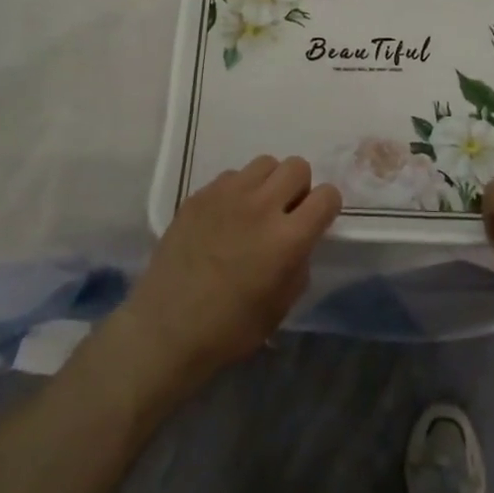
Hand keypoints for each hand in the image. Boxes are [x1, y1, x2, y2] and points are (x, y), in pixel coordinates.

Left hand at [114, 156, 340, 402]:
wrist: (166, 329)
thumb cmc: (230, 329)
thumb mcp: (282, 305)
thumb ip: (299, 262)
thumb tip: (300, 240)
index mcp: (287, 238)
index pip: (327, 195)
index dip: (326, 207)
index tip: (316, 221)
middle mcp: (261, 207)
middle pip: (297, 166)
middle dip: (299, 187)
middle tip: (285, 212)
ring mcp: (227, 196)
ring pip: (264, 163)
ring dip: (268, 183)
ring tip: (255, 210)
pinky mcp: (199, 195)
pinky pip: (231, 176)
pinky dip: (237, 191)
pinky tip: (225, 218)